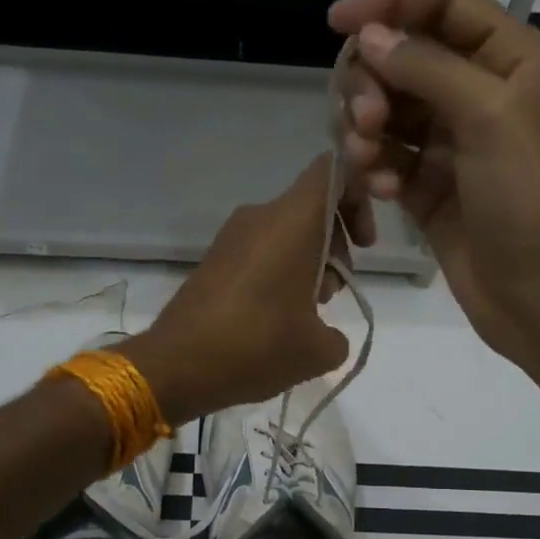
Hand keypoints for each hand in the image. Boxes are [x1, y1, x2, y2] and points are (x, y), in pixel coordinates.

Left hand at [118, 156, 350, 423]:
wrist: (176, 365)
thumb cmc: (257, 346)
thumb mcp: (317, 351)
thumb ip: (338, 335)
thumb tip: (327, 336)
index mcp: (292, 220)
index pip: (333, 172)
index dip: (358, 197)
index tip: (363, 244)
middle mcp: (259, 216)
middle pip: (312, 207)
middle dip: (335, 245)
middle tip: (333, 293)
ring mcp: (231, 237)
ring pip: (286, 232)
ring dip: (307, 264)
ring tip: (305, 316)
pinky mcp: (214, 260)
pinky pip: (260, 251)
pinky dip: (278, 273)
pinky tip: (275, 319)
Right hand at [328, 0, 539, 365]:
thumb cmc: (532, 198)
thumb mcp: (490, 117)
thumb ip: (427, 68)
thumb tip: (369, 36)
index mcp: (509, 59)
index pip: (442, 3)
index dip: (390, 2)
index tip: (337, 25)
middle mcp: (478, 93)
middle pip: (402, 57)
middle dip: (372, 82)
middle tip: (366, 121)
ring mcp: (450, 144)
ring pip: (385, 110)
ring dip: (365, 129)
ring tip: (368, 162)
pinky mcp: (427, 188)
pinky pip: (384, 159)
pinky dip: (375, 168)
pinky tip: (381, 193)